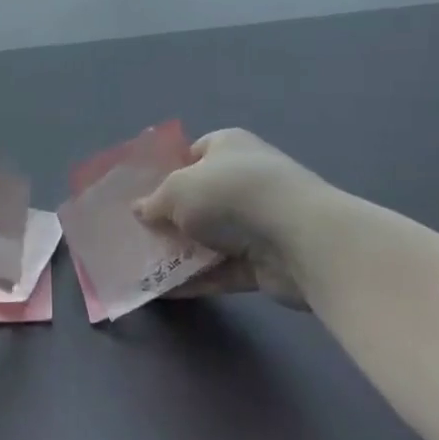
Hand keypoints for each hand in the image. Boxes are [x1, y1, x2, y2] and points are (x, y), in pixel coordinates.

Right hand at [132, 130, 327, 308]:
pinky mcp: (265, 260)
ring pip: (211, 237)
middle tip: (139, 234)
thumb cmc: (231, 194)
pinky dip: (197, 279)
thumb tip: (140, 210)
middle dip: (171, 217)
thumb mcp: (177, 190)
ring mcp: (258, 221)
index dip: (168, 171)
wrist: (299, 238)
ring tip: (143, 267)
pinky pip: (222, 269)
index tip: (143, 194)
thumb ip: (155, 202)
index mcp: (228, 146)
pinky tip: (165, 292)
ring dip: (182, 252)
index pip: (194, 153)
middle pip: (200, 198)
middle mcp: (245, 178)